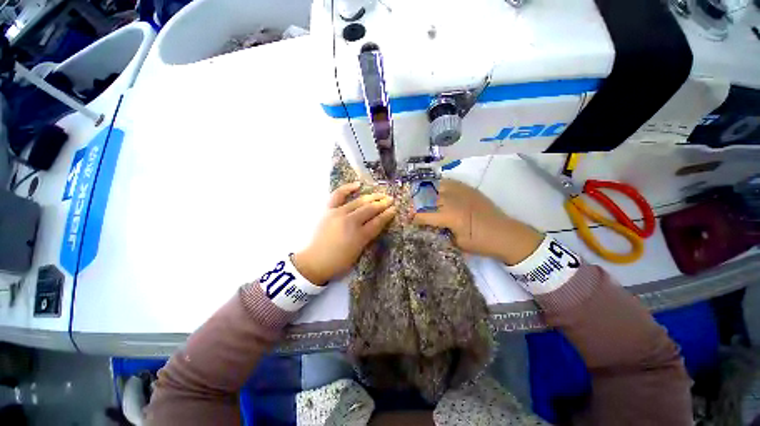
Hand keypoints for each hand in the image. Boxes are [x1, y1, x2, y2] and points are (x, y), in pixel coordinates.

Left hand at [293, 182, 395, 284]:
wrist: (314, 261)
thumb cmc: (338, 261)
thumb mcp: (358, 252)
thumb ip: (368, 236)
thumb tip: (377, 223)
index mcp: (359, 236)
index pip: (377, 222)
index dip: (387, 215)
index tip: (394, 209)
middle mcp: (350, 222)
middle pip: (370, 209)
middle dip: (382, 204)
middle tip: (391, 199)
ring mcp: (338, 214)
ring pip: (359, 201)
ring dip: (372, 197)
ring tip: (381, 194)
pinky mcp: (328, 210)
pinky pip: (338, 195)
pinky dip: (347, 188)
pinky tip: (357, 184)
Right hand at [412, 179, 542, 264]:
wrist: (506, 235)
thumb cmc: (481, 243)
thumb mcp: (457, 243)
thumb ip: (441, 232)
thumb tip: (428, 226)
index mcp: (450, 216)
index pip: (423, 214)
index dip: (413, 217)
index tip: (408, 220)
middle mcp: (453, 200)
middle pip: (427, 197)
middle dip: (416, 203)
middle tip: (411, 208)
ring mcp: (461, 192)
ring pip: (437, 186)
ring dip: (426, 192)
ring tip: (421, 197)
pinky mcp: (469, 189)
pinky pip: (450, 182)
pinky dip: (440, 185)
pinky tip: (437, 190)